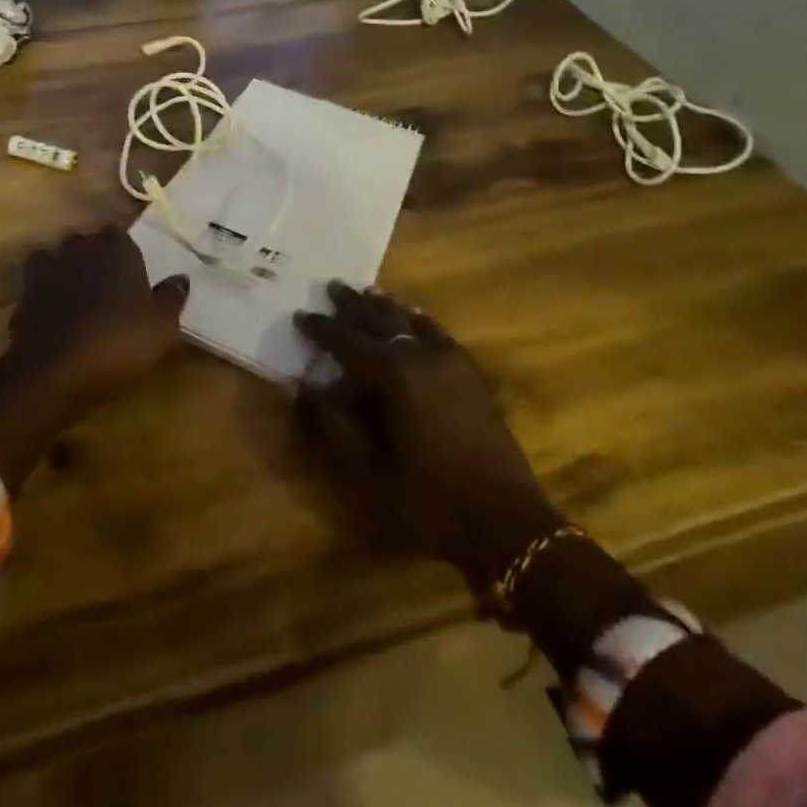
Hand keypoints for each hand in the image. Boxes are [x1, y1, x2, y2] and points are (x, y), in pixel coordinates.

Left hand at [4, 225, 190, 417]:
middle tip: (107, 282)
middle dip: (95, 254)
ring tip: (78, 291)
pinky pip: (38, 278)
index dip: (123, 250)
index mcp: (118, 249)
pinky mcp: (25, 290)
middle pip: (88, 241)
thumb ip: (172, 298)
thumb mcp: (162, 327)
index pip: (120, 233)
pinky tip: (54, 305)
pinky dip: (45, 287)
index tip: (130, 269)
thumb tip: (181, 277)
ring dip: (67, 267)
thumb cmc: (118, 342)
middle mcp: (82, 248)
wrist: (55, 369)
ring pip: (60, 255)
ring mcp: (50, 267)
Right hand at [295, 283, 562, 593]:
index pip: (346, 342)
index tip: (301, 314)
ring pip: (411, 321)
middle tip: (333, 285)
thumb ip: (334, 425)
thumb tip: (304, 387)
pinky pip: (439, 334)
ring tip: (368, 291)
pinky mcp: (470, 375)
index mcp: (392, 376)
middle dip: (353, 304)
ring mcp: (450, 363)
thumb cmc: (429, 499)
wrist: (505, 520)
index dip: (321, 328)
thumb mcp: (370, 471)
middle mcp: (419, 357)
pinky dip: (421, 320)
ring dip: (386, 306)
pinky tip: (416, 316)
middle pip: (380, 321)